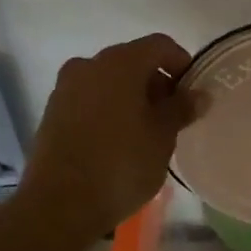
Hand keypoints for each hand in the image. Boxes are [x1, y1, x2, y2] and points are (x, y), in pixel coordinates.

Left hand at [20, 33, 197, 237]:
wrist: (58, 204)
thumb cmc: (120, 164)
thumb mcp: (162, 137)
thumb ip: (181, 108)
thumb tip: (198, 94)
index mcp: (120, 62)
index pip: (160, 46)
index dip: (181, 63)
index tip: (192, 93)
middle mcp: (89, 64)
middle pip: (132, 61)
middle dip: (156, 82)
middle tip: (173, 116)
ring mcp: (66, 87)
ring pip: (109, 81)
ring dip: (131, 97)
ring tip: (146, 131)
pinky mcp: (52, 112)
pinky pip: (90, 99)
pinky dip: (108, 109)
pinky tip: (118, 140)